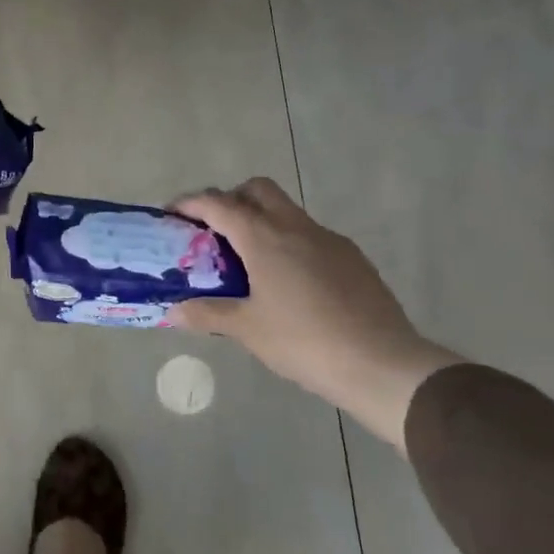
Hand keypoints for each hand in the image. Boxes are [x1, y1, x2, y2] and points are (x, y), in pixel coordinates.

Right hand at [171, 178, 458, 449]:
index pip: (218, 203)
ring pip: (287, 210)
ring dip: (261, 220)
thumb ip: (207, 314)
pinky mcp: (351, 257)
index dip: (190, 203)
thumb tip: (173, 311)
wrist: (382, 363)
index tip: (171, 214)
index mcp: (264, 238)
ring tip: (247, 261)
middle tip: (214, 231)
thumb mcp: (247, 330)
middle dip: (230, 199)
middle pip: (257, 189)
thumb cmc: (304, 342)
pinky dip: (288, 242)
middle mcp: (295, 227)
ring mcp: (328, 239)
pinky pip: (310, 235)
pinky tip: (288, 282)